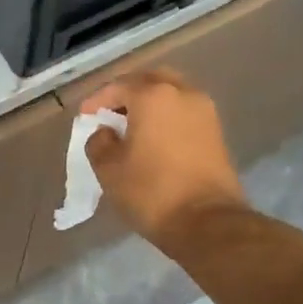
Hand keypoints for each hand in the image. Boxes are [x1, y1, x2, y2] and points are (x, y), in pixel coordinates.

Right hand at [80, 70, 247, 246]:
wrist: (208, 222)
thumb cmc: (151, 191)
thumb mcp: (109, 169)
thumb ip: (99, 142)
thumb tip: (106, 132)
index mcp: (153, 96)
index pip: (118, 86)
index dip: (97, 100)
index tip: (85, 117)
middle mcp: (183, 93)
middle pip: (150, 81)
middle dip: (128, 93)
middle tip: (111, 113)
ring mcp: (205, 112)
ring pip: (172, 95)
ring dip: (151, 104)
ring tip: (132, 127)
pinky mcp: (217, 133)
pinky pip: (185, 113)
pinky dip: (167, 118)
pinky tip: (154, 139)